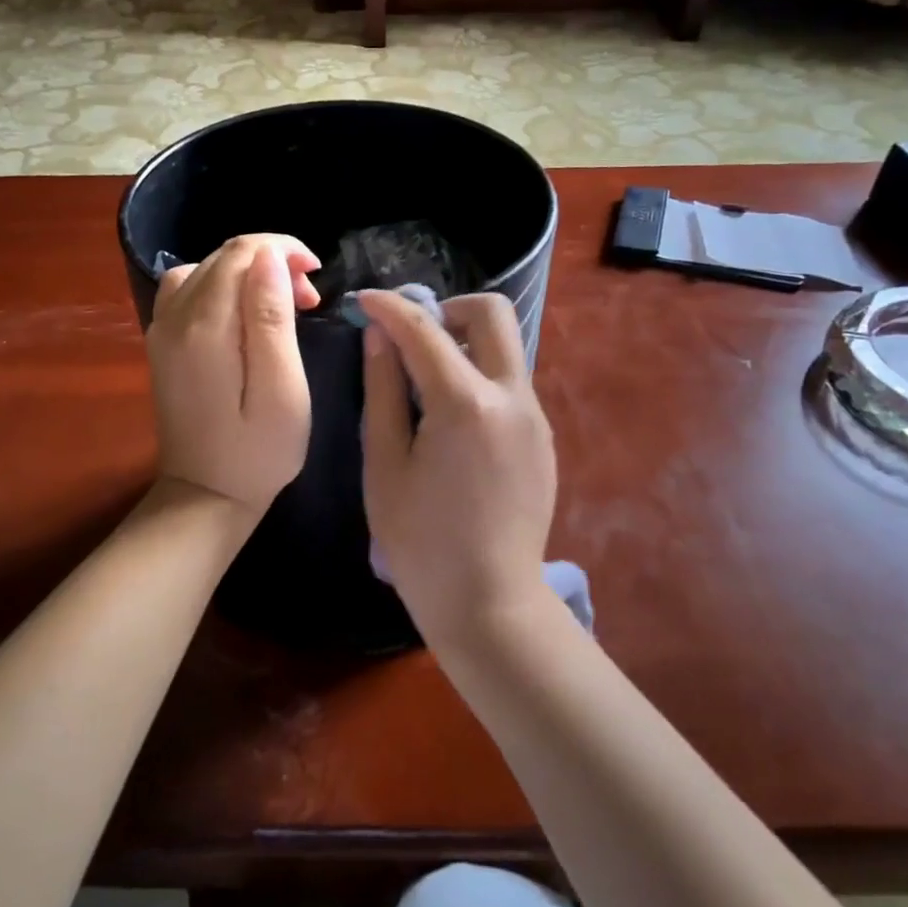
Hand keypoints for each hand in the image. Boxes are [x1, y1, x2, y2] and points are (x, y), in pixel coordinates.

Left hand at [148, 235, 320, 516]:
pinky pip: (189, 290)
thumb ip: (272, 319)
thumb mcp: (281, 390)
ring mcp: (162, 330)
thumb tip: (269, 258)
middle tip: (309, 301)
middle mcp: (174, 317)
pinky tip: (244, 315)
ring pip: (205, 269)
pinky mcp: (162, 344)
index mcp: (205, 326)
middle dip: (272, 262)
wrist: (204, 497)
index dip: (284, 250)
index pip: (241, 252)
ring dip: (248, 273)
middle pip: (223, 257)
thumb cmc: (257, 452)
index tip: (317, 278)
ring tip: (281, 304)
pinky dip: (222, 288)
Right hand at [358, 290, 557, 649]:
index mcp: (466, 404)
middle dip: (447, 309)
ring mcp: (535, 417)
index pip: (424, 329)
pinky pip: (511, 384)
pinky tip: (453, 422)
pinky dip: (479, 378)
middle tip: (412, 339)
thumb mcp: (384, 464)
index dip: (390, 307)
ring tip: (425, 384)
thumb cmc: (420, 542)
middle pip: (491, 313)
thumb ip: (382, 391)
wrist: (489, 604)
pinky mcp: (543, 438)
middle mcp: (512, 397)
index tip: (364, 302)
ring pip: (505, 348)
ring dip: (465, 344)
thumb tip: (379, 336)